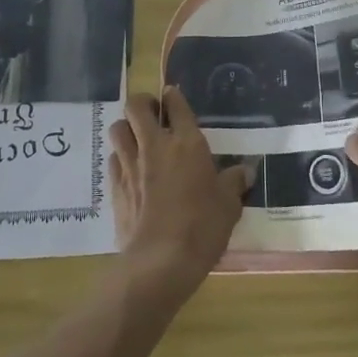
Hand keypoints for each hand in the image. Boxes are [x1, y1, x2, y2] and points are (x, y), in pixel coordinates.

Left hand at [108, 88, 246, 304]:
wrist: (161, 260)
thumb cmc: (202, 227)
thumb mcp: (229, 205)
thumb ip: (234, 183)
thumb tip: (245, 171)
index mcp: (187, 143)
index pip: (176, 105)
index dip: (173, 96)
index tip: (172, 95)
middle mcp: (155, 146)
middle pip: (136, 106)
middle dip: (142, 103)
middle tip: (152, 113)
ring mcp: (131, 165)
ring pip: (118, 129)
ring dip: (127, 128)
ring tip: (137, 138)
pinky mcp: (115, 187)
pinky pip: (112, 159)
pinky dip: (119, 157)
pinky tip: (130, 170)